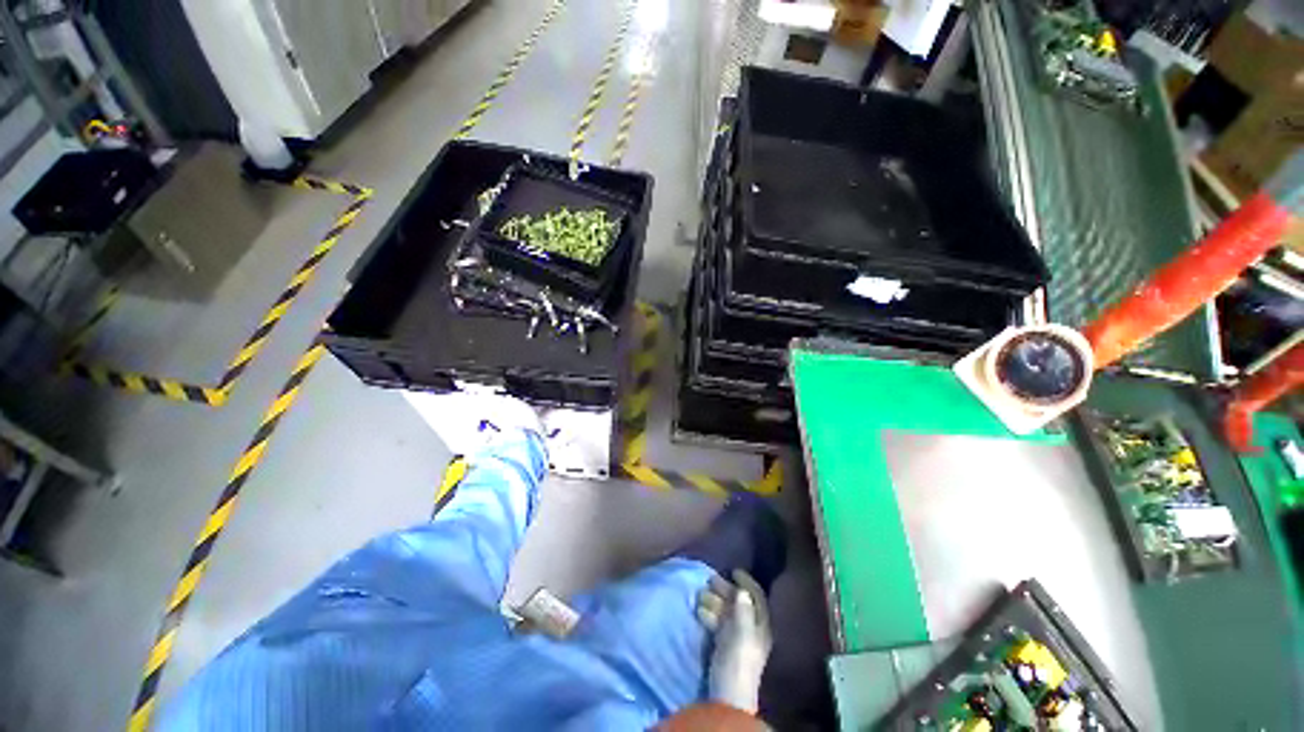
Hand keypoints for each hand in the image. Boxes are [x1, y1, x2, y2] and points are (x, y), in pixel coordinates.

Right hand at [697, 570, 770, 713]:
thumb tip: (742, 591)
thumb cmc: (738, 662)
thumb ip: (743, 612)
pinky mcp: (723, 644)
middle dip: (726, 589)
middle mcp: (751, 628)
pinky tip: (700, 611)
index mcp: (761, 626)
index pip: (757, 597)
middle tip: (710, 579)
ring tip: (701, 594)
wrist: (727, 696)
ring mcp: (737, 637)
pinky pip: (717, 623)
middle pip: (739, 602)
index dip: (747, 582)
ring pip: (726, 611)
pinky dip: (709, 614)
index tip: (734, 571)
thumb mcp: (743, 634)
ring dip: (714, 601)